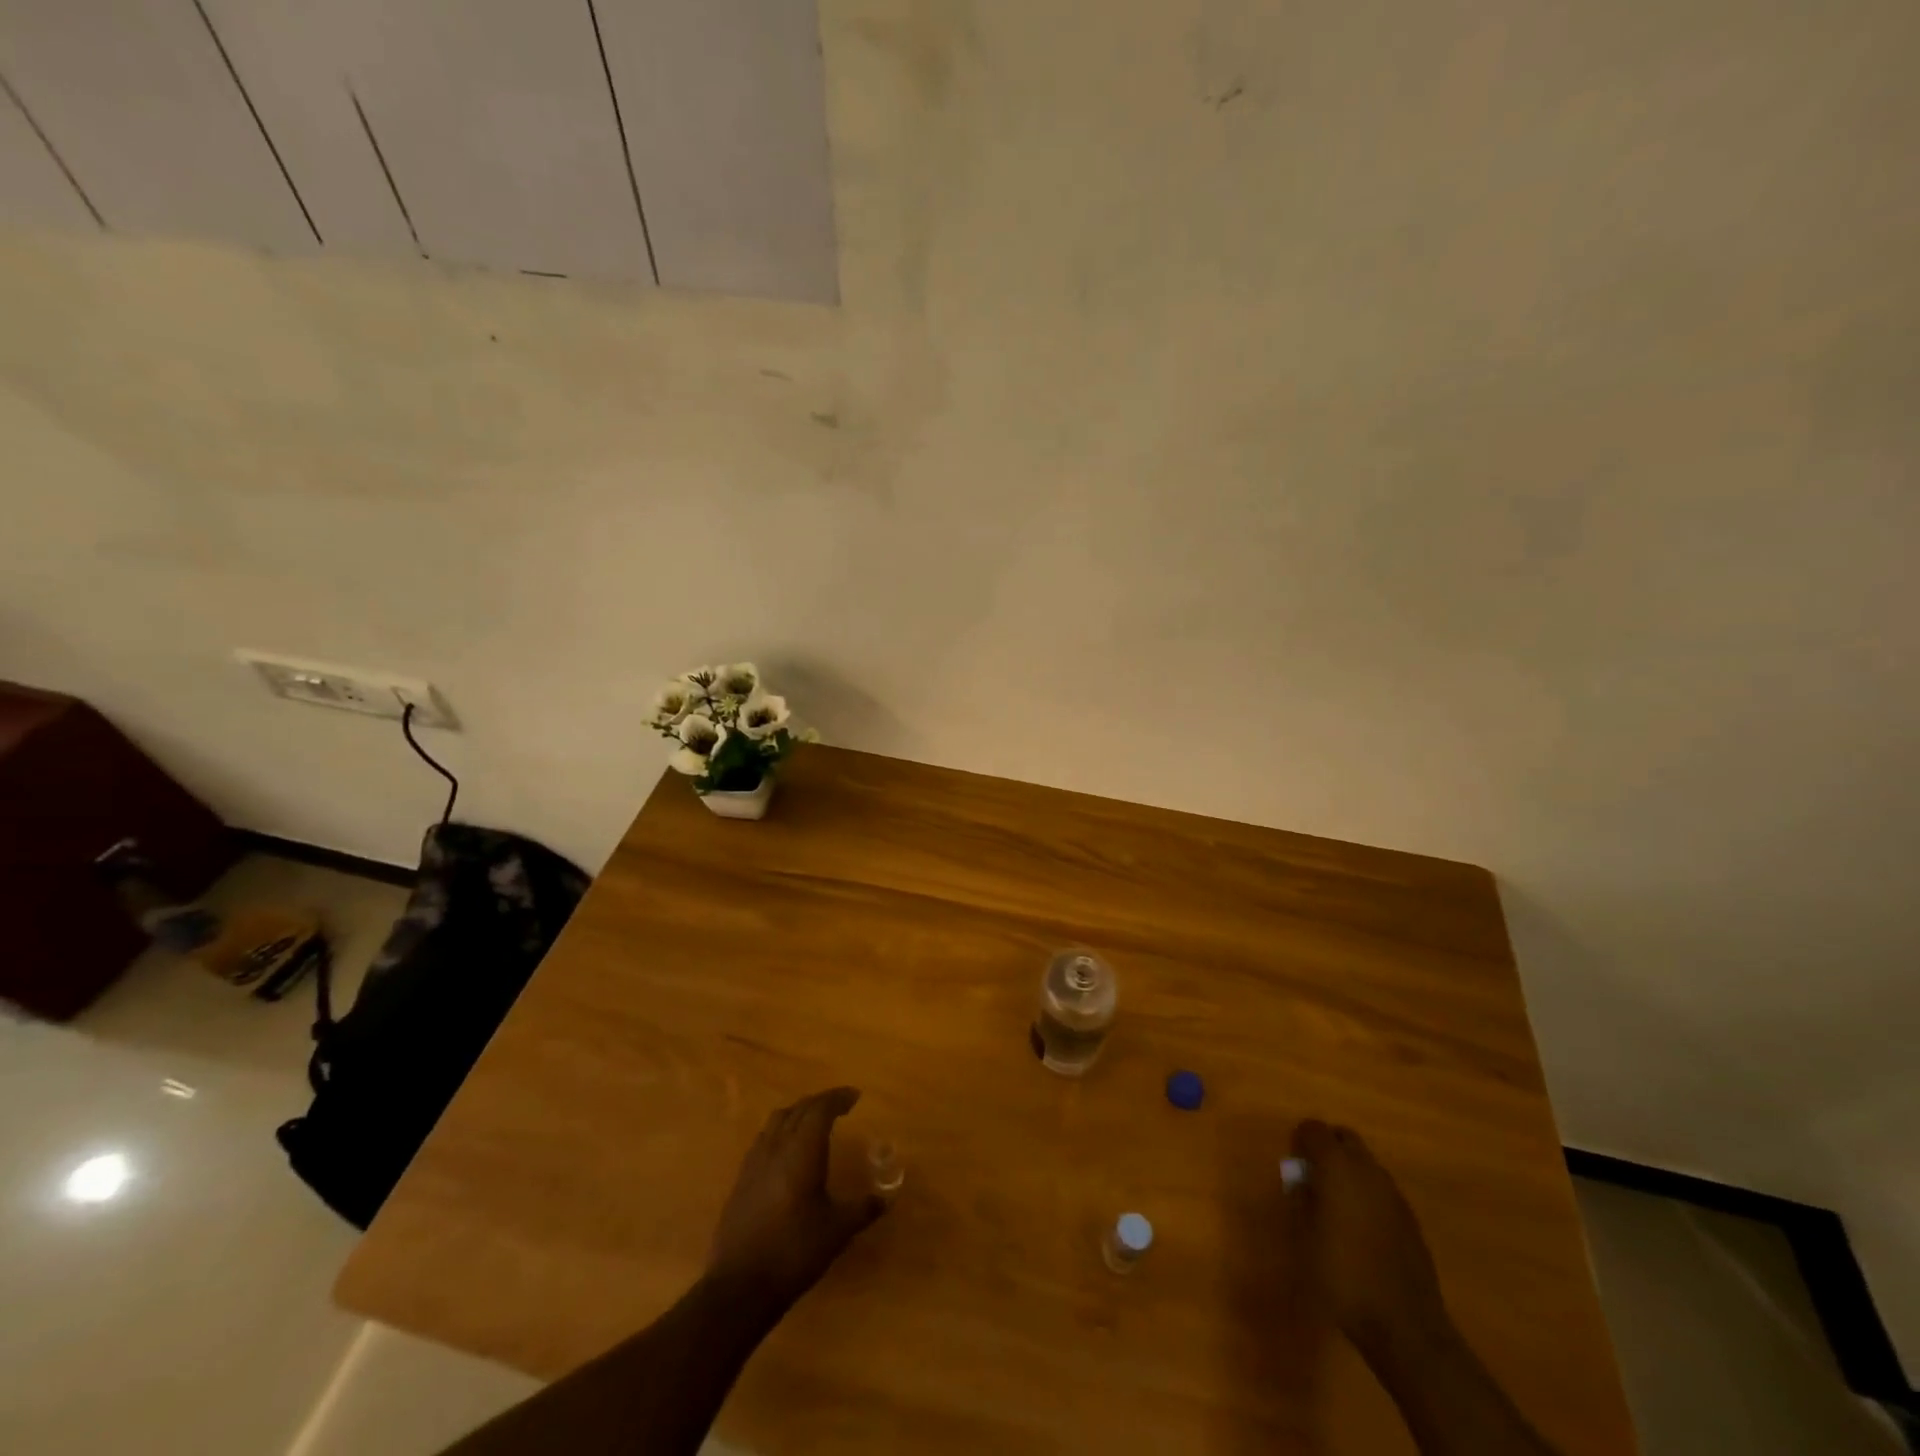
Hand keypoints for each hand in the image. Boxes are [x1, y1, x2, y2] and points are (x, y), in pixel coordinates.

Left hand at [707, 1087, 886, 1309]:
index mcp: (802, 1150)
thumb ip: (863, 1210)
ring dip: (798, 1113)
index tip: (855, 1097)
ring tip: (812, 1122)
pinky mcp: (741, 1180)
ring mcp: (754, 1162)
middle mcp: (777, 1146)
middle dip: (820, 1102)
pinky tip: (786, 1152)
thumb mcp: (837, 1231)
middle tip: (839, 1106)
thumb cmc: (795, 1251)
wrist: (740, 1287)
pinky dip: (780, 1132)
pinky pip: (763, 1140)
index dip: (838, 1098)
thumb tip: (886, 1198)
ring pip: (777, 1120)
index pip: (821, 1109)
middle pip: (799, 1109)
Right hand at [1287, 1120, 1449, 1358]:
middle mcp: (1368, 1170)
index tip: (1293, 1165)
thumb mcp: (1303, 1236)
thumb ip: (1299, 1198)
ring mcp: (1394, 1194)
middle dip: (1327, 1148)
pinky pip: (1382, 1190)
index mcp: (1338, 1167)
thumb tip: (1301, 1181)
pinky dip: (1367, 1195)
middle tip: (1312, 1178)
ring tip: (1335, 1206)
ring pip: (1366, 1163)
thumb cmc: (1342, 1276)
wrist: (1405, 1326)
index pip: (1313, 1129)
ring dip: (1349, 1172)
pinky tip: (1360, 1230)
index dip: (1300, 1141)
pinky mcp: (1411, 1219)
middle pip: (1345, 1138)